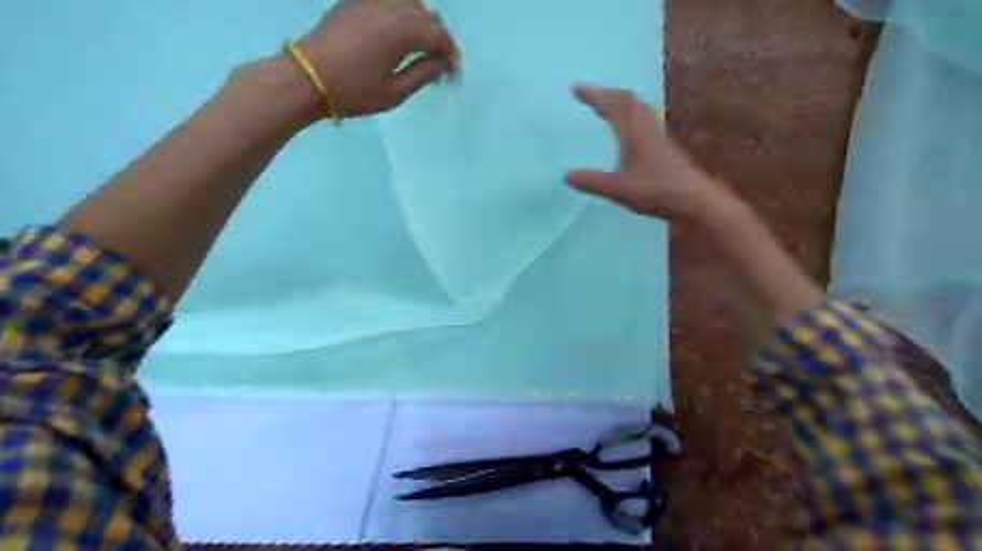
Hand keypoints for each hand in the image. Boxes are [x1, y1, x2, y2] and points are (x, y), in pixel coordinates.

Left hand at [297, 1, 457, 118]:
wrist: (306, 78)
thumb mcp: (394, 92)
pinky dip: (402, 11)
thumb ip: (423, 74)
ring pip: (410, 2)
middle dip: (439, 38)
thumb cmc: (354, 92)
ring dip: (422, 21)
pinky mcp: (355, 1)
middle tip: (438, 63)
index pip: (438, 36)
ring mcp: (370, 0)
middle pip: (427, 15)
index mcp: (400, 31)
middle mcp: (389, 7)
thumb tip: (443, 63)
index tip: (453, 72)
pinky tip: (399, 30)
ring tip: (421, 46)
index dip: (450, 54)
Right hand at [568, 84, 718, 222]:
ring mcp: (657, 135)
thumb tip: (566, 175)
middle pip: (627, 100)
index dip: (593, 95)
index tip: (575, 88)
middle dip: (606, 94)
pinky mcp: (663, 145)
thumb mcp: (618, 189)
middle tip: (589, 95)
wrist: (693, 199)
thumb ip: (592, 181)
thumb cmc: (655, 192)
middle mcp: (646, 128)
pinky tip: (628, 128)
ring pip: (637, 108)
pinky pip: (644, 118)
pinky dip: (630, 114)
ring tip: (606, 106)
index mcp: (633, 133)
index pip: (611, 105)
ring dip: (620, 102)